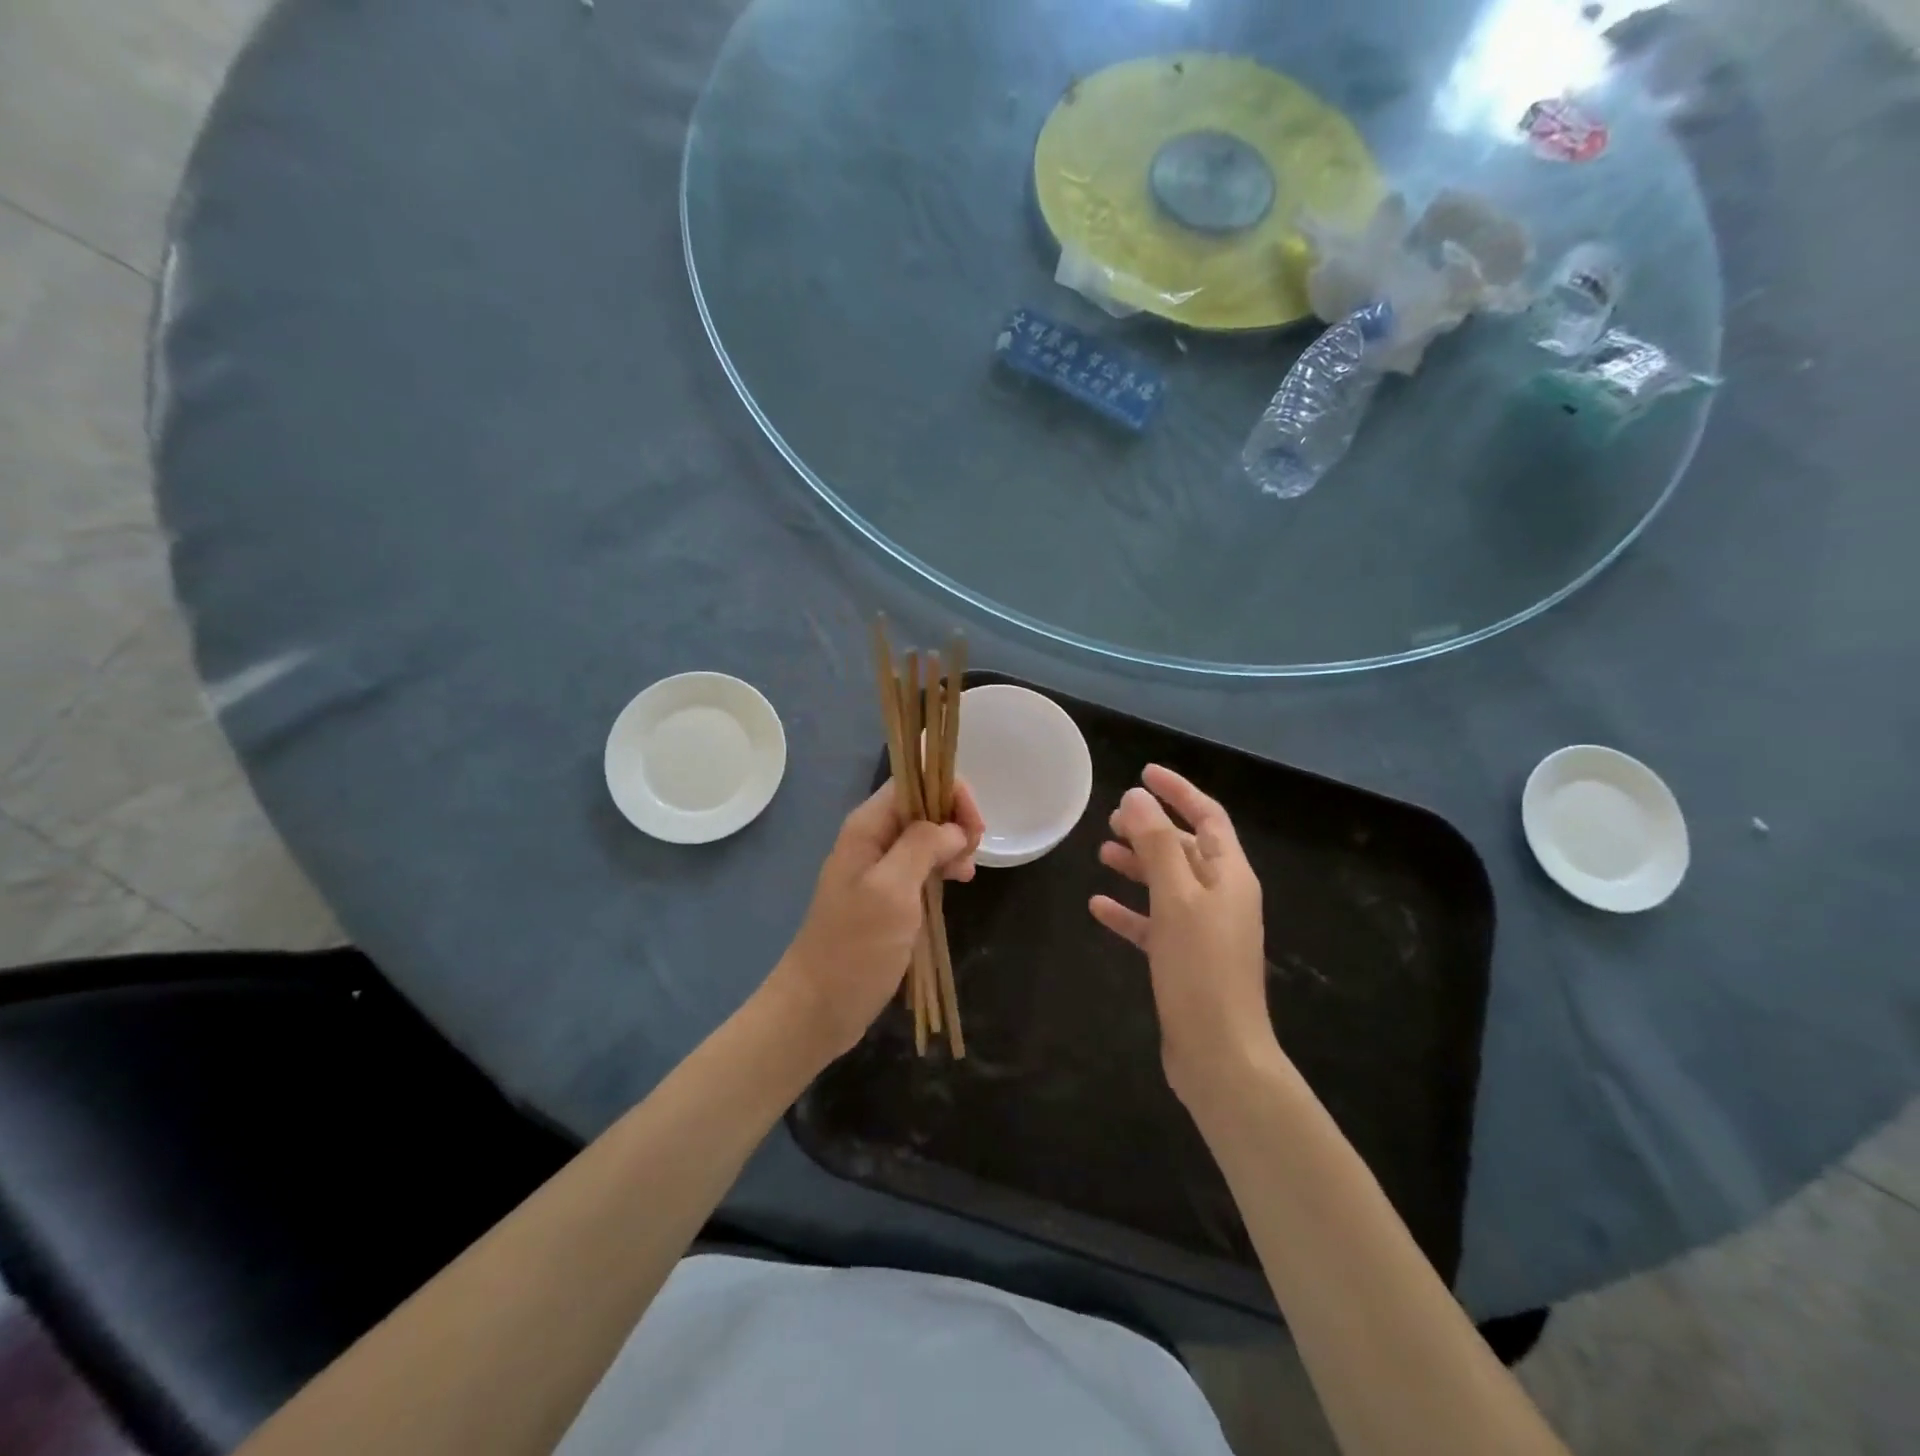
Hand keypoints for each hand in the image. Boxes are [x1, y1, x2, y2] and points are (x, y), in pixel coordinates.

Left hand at [772, 779, 984, 1060]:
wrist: (819, 1006)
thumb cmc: (855, 946)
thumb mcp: (892, 890)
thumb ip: (922, 846)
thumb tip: (954, 827)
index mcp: (867, 827)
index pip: (913, 782)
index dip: (949, 792)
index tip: (974, 827)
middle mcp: (872, 839)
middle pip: (922, 806)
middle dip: (955, 821)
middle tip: (971, 856)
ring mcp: (879, 869)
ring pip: (926, 837)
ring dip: (953, 846)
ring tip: (966, 875)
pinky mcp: (887, 897)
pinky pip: (921, 867)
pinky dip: (943, 869)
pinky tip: (957, 885)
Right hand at [1089, 764, 1282, 1110]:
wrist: (1218, 1054)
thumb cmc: (1200, 968)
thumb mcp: (1176, 898)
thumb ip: (1155, 845)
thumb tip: (1137, 798)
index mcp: (1230, 875)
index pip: (1207, 816)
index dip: (1178, 791)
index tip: (1144, 772)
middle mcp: (1221, 897)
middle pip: (1185, 848)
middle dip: (1151, 829)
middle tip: (1113, 817)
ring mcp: (1203, 929)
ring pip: (1167, 883)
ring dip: (1137, 865)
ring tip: (1102, 851)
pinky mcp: (1184, 959)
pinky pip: (1154, 922)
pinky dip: (1129, 910)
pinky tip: (1097, 905)